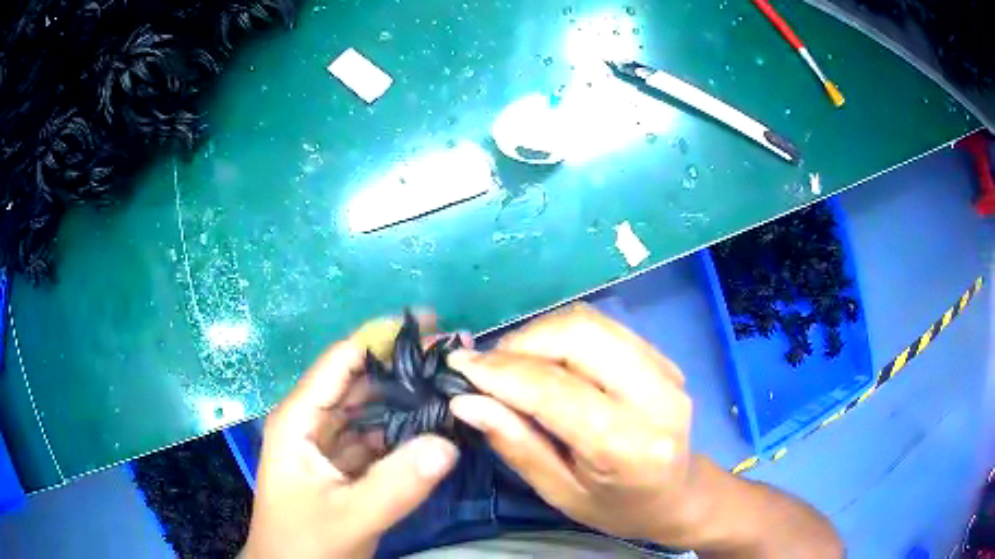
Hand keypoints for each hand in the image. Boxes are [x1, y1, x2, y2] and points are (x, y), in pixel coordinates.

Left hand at [243, 317, 459, 558]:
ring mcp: (328, 444)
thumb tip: (449, 441)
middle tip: (457, 358)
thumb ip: (396, 485)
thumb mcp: (349, 518)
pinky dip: (405, 430)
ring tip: (454, 386)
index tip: (434, 325)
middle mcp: (312, 421)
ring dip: (408, 397)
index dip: (384, 337)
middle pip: (360, 380)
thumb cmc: (305, 544)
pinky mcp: (343, 465)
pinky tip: (436, 426)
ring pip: (371, 409)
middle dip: (405, 366)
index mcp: (299, 418)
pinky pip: (377, 437)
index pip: (342, 360)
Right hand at [447, 303, 712, 545]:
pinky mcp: (663, 357)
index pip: (557, 391)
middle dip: (521, 343)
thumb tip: (467, 402)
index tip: (459, 368)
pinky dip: (563, 334)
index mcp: (630, 446)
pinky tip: (546, 360)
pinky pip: (603, 328)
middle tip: (487, 368)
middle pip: (579, 335)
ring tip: (512, 363)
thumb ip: (517, 445)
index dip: (501, 373)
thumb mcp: (561, 494)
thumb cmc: (618, 508)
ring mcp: (666, 369)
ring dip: (539, 334)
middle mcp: (656, 396)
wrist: (679, 495)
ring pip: (590, 322)